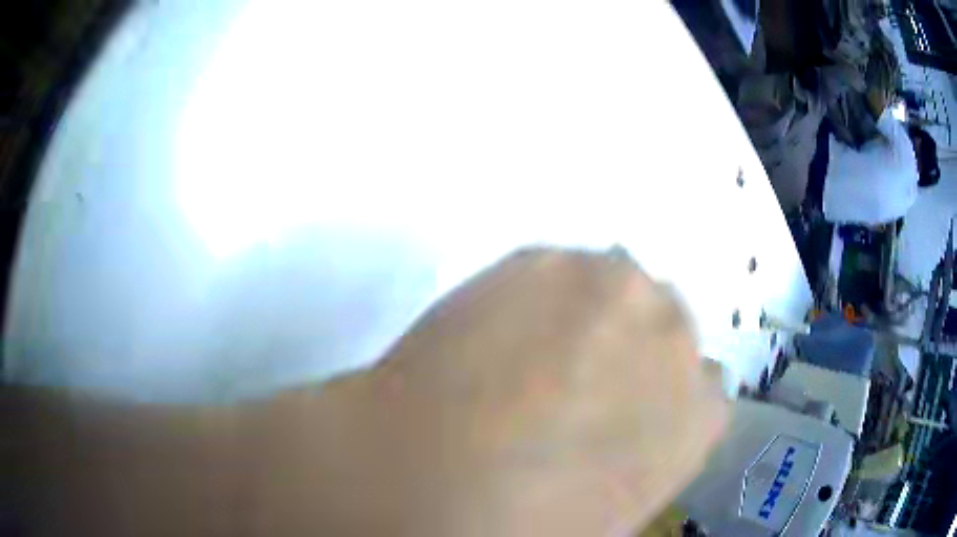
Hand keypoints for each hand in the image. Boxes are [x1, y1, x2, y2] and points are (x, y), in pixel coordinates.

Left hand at [361, 249, 728, 535]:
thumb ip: (646, 454)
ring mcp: (610, 286)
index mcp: (698, 412)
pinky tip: (491, 335)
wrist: (428, 482)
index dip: (653, 392)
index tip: (619, 403)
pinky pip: (554, 272)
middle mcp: (671, 335)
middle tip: (569, 375)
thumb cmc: (529, 522)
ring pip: (612, 288)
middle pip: (660, 323)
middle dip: (624, 346)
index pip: (702, 384)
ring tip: (523, 353)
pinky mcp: (540, 259)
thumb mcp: (615, 510)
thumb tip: (627, 419)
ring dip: (582, 314)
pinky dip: (533, 297)